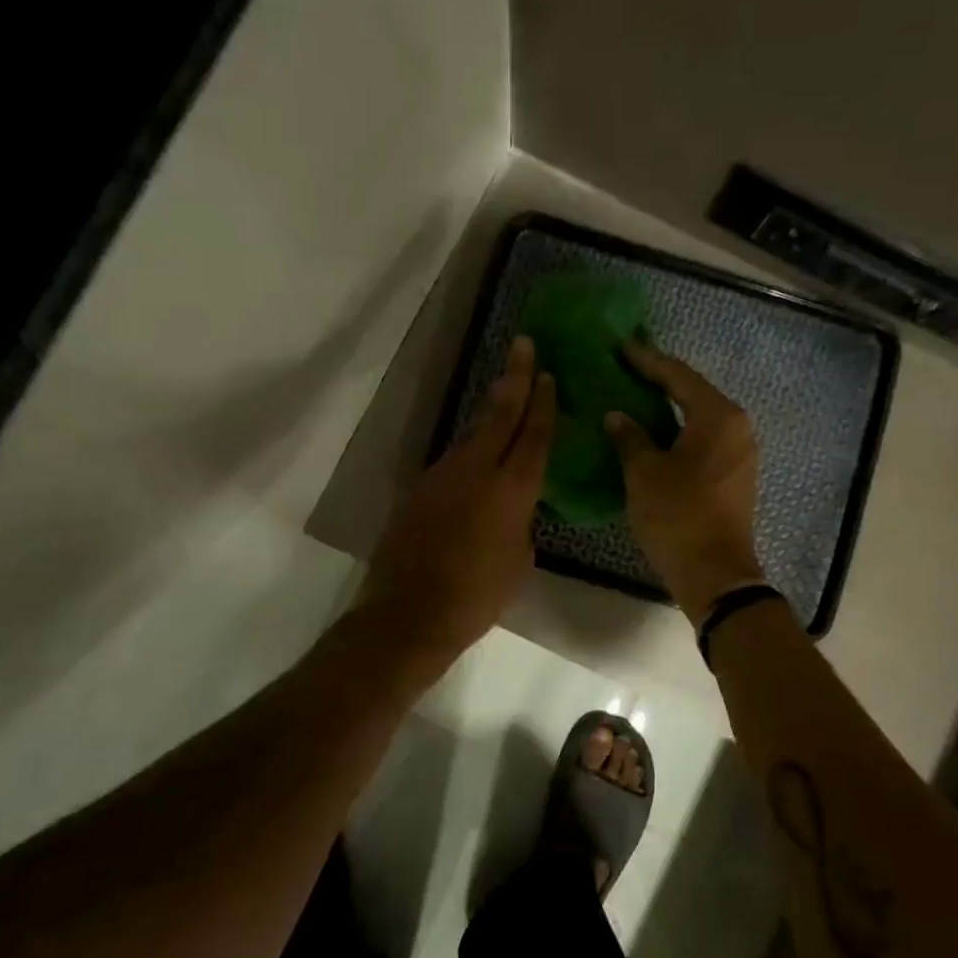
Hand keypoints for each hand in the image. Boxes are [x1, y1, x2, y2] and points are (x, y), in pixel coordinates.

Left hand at [357, 336, 555, 676]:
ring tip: (507, 396)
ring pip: (473, 437)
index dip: (543, 403)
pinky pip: (452, 464)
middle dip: (516, 377)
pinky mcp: (418, 489)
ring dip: (491, 416)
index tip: (548, 374)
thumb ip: (521, 521)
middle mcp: (476, 470)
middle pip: (500, 414)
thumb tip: (514, 507)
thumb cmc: (478, 595)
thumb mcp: (519, 560)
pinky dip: (469, 456)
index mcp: (512, 489)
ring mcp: (442, 476)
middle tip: (523, 344)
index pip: (533, 435)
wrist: (409, 613)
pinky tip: (475, 465)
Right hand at [605, 342, 764, 622]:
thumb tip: (617, 416)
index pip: (678, 376)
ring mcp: (740, 451)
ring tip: (636, 395)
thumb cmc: (678, 517)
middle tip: (626, 367)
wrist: (716, 575)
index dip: (647, 361)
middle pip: (693, 392)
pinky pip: (704, 438)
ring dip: (669, 406)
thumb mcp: (644, 474)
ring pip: (700, 416)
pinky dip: (679, 429)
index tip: (621, 347)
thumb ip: (630, 437)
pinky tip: (654, 431)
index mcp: (718, 416)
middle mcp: (736, 426)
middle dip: (659, 380)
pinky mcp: (735, 474)